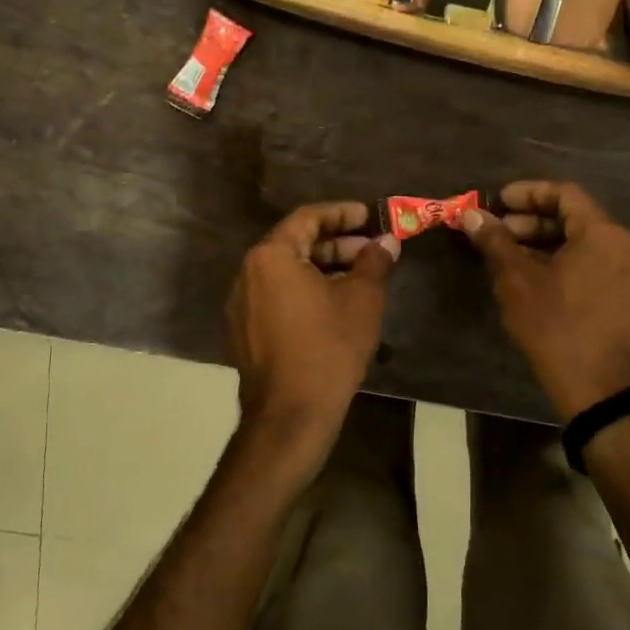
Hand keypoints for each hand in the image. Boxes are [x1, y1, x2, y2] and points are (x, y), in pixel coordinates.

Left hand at [226, 201, 399, 480]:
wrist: (290, 416)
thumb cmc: (328, 348)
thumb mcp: (361, 299)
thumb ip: (374, 262)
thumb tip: (387, 241)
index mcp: (270, 256)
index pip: (307, 218)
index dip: (342, 213)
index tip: (370, 216)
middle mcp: (248, 273)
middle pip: (295, 243)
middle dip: (336, 243)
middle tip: (371, 249)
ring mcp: (242, 305)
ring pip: (286, 272)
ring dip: (323, 268)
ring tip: (360, 277)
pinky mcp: (245, 331)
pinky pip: (278, 295)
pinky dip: (306, 290)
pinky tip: (335, 305)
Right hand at [462, 181, 629, 420]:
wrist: (598, 390)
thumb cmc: (555, 327)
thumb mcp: (517, 281)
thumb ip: (495, 242)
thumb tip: (472, 215)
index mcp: (602, 234)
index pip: (564, 193)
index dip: (528, 193)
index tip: (498, 202)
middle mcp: (623, 247)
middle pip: (575, 218)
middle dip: (533, 221)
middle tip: (499, 232)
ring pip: (583, 244)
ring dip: (546, 243)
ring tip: (510, 257)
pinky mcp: (627, 299)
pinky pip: (593, 265)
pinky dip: (564, 262)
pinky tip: (535, 280)